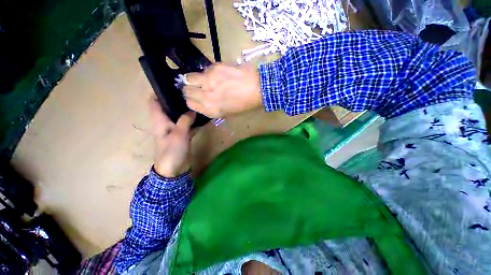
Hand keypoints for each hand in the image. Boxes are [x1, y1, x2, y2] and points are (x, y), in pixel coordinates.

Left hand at [149, 96, 195, 177]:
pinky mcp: (183, 135)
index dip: (159, 92)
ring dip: (186, 110)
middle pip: (169, 107)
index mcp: (160, 121)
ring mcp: (175, 129)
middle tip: (190, 92)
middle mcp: (166, 123)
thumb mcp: (179, 134)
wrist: (174, 169)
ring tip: (197, 101)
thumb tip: (192, 110)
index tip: (171, 84)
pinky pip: (188, 124)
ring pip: (179, 115)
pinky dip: (193, 121)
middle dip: (177, 99)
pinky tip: (202, 117)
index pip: (154, 102)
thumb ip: (185, 120)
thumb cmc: (172, 151)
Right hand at [183, 63, 261, 117]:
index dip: (192, 99)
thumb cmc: (245, 104)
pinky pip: (204, 70)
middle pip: (186, 90)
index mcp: (211, 110)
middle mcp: (206, 96)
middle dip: (191, 89)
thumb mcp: (227, 113)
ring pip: (189, 78)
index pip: (189, 103)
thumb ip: (211, 108)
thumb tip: (202, 100)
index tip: (196, 96)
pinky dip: (208, 73)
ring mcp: (208, 81)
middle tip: (199, 87)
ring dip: (195, 79)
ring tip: (206, 80)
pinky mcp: (213, 68)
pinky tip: (219, 75)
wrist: (257, 88)